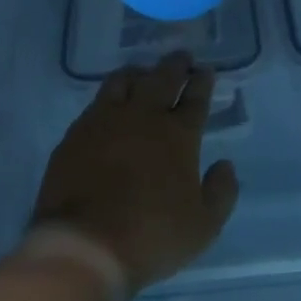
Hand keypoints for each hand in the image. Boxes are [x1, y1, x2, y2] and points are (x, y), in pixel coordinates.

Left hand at [31, 52, 241, 294]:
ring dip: (139, 72)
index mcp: (177, 135)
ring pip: (123, 81)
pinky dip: (110, 95)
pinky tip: (110, 102)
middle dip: (175, 65)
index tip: (206, 71)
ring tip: (143, 72)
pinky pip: (96, 102)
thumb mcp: (204, 225)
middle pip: (161, 79)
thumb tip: (225, 164)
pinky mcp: (75, 134)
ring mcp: (103, 121)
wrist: (85, 243)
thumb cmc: (152, 235)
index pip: (195, 99)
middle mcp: (141, 117)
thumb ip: (221, 191)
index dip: (202, 83)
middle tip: (182, 57)